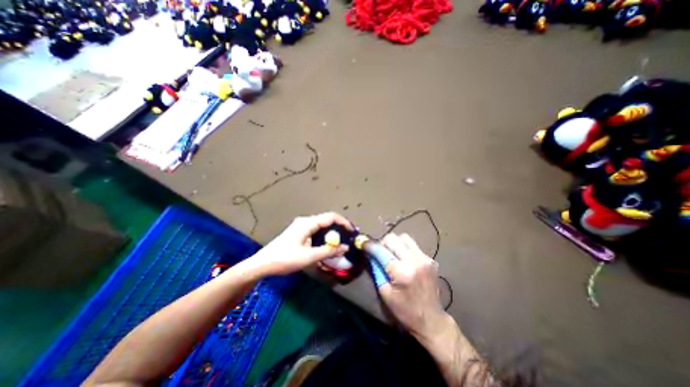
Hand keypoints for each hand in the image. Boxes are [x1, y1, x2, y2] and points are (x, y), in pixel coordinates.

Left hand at [249, 213, 351, 275]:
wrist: (262, 264)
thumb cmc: (285, 259)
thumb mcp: (309, 257)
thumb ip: (329, 251)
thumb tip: (345, 248)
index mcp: (308, 223)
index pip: (331, 217)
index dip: (344, 222)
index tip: (353, 231)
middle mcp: (306, 221)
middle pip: (327, 220)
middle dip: (339, 227)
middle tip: (349, 238)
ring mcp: (301, 226)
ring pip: (322, 225)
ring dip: (332, 232)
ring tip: (342, 241)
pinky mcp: (299, 232)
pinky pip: (316, 230)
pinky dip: (325, 236)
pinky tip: (328, 244)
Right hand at [376, 233, 447, 338]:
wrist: (432, 320)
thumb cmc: (405, 311)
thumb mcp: (385, 293)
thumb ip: (377, 270)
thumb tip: (370, 255)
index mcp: (402, 272)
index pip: (381, 250)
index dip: (370, 245)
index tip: (362, 243)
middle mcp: (414, 260)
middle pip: (393, 238)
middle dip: (382, 243)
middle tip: (379, 252)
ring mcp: (424, 258)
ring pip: (404, 237)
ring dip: (394, 243)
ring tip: (391, 253)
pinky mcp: (430, 259)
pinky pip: (413, 245)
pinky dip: (404, 248)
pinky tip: (403, 259)